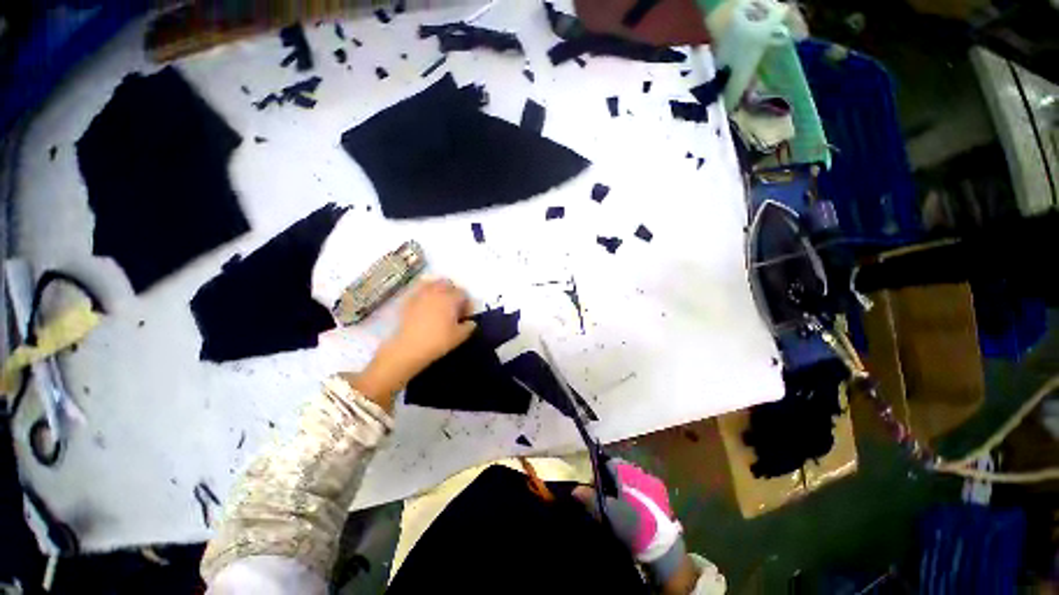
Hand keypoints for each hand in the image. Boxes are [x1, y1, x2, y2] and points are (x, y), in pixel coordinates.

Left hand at [346, 279, 474, 409]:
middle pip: (448, 284)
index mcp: (451, 298)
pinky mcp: (408, 301)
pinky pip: (419, 291)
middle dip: (453, 293)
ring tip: (439, 304)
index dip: (467, 304)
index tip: (466, 316)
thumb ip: (469, 326)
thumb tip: (470, 322)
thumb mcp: (460, 336)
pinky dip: (425, 295)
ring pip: (432, 284)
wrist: (408, 348)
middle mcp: (436, 291)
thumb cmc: (438, 341)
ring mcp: (420, 294)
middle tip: (454, 307)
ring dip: (438, 291)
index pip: (464, 294)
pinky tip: (425, 308)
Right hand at [574, 460, 698, 591]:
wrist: (662, 547)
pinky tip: (634, 509)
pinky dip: (636, 494)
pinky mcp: (662, 495)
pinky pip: (643, 487)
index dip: (598, 473)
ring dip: (624, 487)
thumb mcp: (606, 512)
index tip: (594, 487)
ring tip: (620, 505)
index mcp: (626, 471)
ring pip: (631, 478)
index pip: (607, 462)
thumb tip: (576, 489)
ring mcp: (652, 482)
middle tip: (606, 497)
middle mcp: (639, 470)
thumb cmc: (631, 525)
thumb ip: (590, 498)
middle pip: (620, 469)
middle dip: (612, 480)